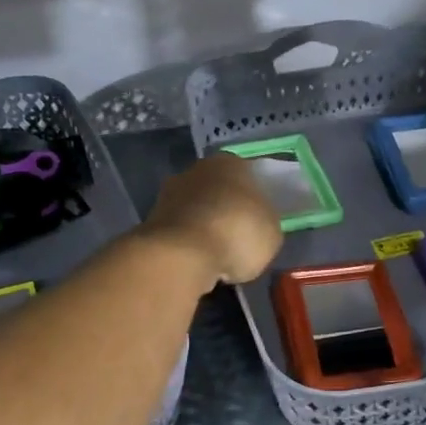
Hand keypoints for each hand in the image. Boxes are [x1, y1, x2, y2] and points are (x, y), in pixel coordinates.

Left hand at [145, 153, 282, 286]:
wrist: (182, 254)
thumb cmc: (237, 233)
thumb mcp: (272, 232)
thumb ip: (266, 221)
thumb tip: (258, 223)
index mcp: (231, 163)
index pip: (249, 175)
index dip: (256, 199)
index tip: (260, 220)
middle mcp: (198, 169)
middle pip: (219, 190)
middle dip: (227, 210)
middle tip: (239, 238)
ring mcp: (170, 192)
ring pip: (197, 209)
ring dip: (205, 227)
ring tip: (218, 255)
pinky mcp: (152, 219)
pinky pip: (181, 230)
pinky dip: (189, 243)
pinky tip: (198, 261)